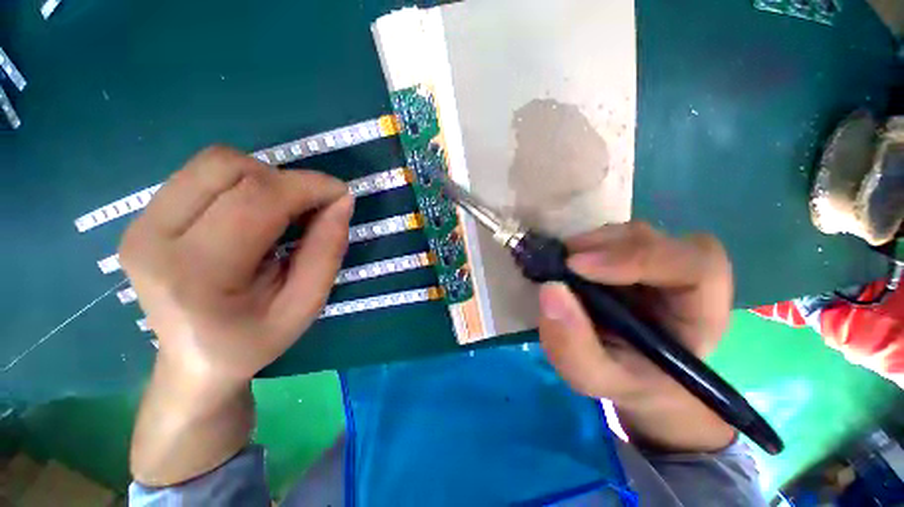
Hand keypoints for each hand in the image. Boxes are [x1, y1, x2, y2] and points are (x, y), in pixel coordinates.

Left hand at [119, 146, 352, 384]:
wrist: (194, 360)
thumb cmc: (255, 339)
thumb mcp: (306, 305)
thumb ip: (327, 251)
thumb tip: (342, 202)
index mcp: (196, 274)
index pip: (256, 200)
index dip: (307, 186)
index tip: (341, 194)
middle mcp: (154, 238)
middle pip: (228, 167)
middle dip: (285, 180)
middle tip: (311, 208)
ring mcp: (140, 224)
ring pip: (213, 162)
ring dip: (263, 178)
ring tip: (282, 211)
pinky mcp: (141, 217)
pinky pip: (201, 174)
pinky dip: (242, 182)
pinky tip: (252, 213)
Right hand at [538, 222, 734, 450]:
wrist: (631, 374)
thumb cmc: (625, 381)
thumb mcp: (595, 378)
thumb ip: (573, 346)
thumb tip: (550, 289)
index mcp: (701, 313)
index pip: (696, 267)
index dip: (636, 258)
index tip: (577, 266)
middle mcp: (685, 278)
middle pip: (657, 240)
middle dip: (605, 247)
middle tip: (561, 262)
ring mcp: (657, 262)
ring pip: (628, 234)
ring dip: (589, 245)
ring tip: (559, 266)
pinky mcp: (630, 258)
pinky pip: (609, 239)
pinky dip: (582, 246)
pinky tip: (564, 264)